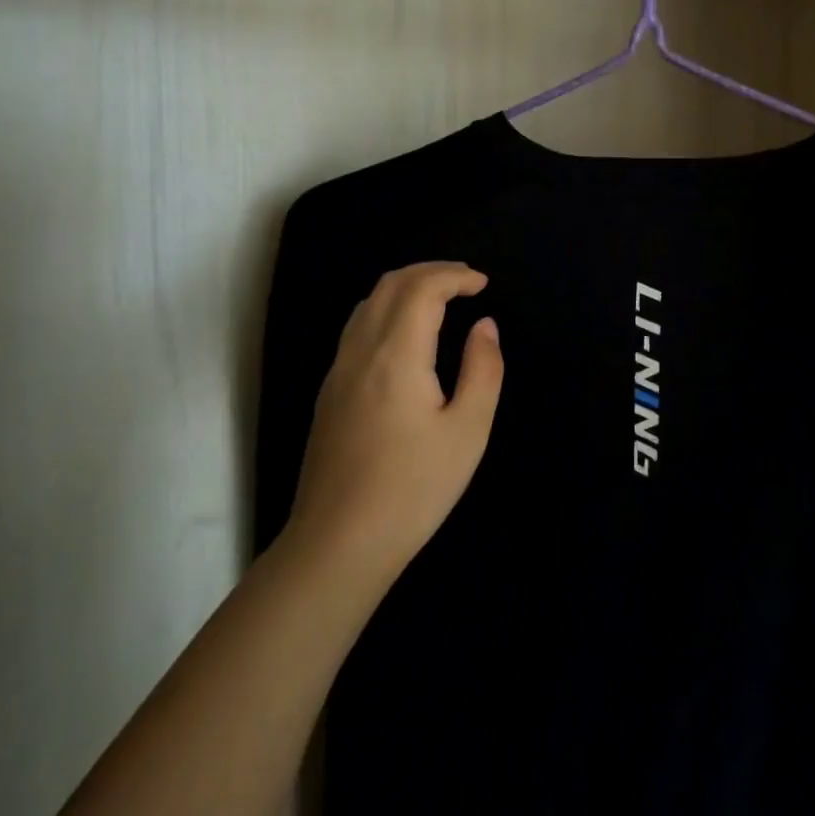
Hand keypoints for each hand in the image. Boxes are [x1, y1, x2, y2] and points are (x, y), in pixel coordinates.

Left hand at [284, 262, 502, 581]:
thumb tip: (485, 327)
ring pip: (368, 303)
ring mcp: (337, 372)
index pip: (421, 288)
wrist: (339, 544)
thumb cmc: (413, 488)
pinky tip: (408, 335)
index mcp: (396, 355)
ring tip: (440, 300)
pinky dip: (387, 309)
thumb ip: (483, 369)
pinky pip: (357, 328)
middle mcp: (360, 352)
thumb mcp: (468, 431)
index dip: (455, 276)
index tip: (483, 285)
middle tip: (466, 283)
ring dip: (406, 287)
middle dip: (430, 272)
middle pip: (389, 285)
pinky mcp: (329, 393)